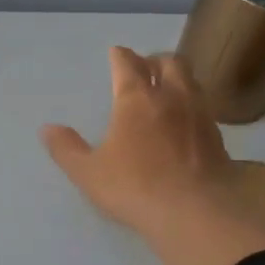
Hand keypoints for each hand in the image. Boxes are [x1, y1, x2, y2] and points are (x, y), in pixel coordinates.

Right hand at [40, 47, 245, 242]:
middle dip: (154, 60)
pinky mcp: (217, 135)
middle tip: (144, 68)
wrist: (195, 211)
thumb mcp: (88, 172)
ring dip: (177, 77)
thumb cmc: (134, 187)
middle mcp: (171, 96)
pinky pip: (202, 106)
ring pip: (190, 80)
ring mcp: (198, 114)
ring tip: (166, 89)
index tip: (115, 53)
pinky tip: (184, 120)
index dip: (120, 55)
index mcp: (136, 99)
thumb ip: (67, 149)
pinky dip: (191, 103)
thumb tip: (47, 129)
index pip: (128, 63)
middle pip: (168, 62)